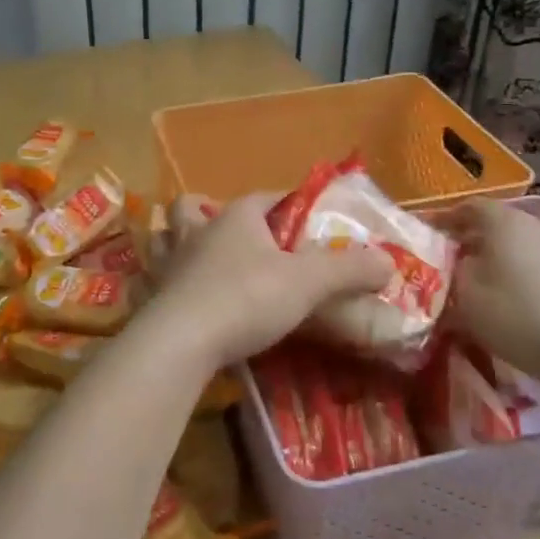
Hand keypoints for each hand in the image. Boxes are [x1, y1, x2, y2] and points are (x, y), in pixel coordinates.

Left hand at [150, 192, 394, 369]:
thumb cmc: (246, 298)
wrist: (181, 340)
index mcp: (236, 217)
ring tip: (195, 257)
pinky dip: (162, 280)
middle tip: (236, 239)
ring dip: (175, 240)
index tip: (307, 222)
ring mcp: (169, 263)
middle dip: (210, 212)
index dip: (289, 205)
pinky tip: (176, 295)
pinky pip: (154, 278)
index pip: (265, 197)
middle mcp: (197, 232)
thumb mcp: (307, 283)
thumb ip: (348, 269)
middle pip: (194, 207)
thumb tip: (387, 262)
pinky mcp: (152, 296)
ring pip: (165, 236)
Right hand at [438, 199, 539, 381]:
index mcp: (504, 221)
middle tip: (451, 264)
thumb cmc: (515, 316)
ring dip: (500, 259)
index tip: (427, 239)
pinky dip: (524, 276)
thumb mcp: (463, 295)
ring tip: (484, 286)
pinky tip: (518, 302)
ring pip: (521, 246)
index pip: (466, 207)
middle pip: (496, 224)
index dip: (443, 220)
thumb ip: (452, 271)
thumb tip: (456, 264)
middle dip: (472, 241)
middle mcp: (536, 224)